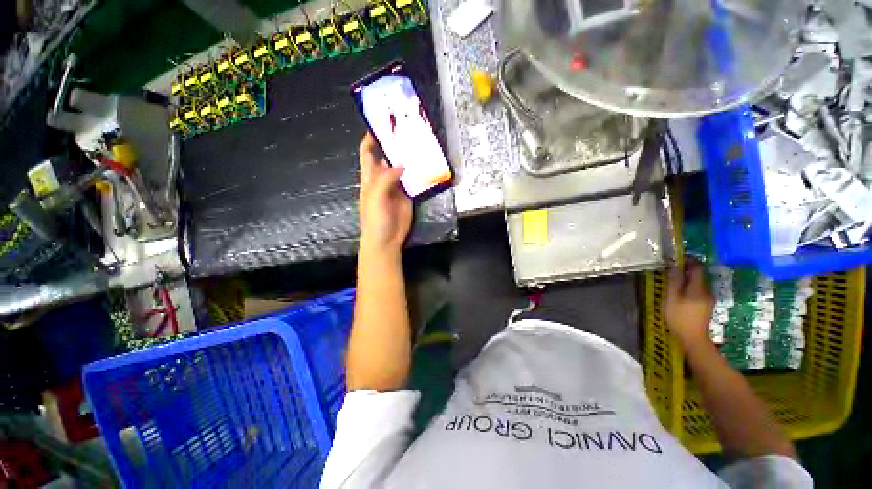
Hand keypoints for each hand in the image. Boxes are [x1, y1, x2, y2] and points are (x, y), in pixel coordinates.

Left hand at [358, 133, 411, 252]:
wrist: (386, 240)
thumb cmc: (375, 219)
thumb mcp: (375, 198)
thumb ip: (386, 180)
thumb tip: (401, 164)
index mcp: (370, 178)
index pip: (367, 153)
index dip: (370, 139)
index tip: (380, 124)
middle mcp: (384, 179)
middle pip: (388, 157)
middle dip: (394, 145)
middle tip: (407, 130)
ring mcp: (397, 187)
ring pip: (403, 168)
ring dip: (409, 158)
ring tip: (420, 144)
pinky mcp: (409, 195)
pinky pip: (414, 181)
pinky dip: (419, 173)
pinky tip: (427, 165)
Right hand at [665, 261, 714, 351]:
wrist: (692, 338)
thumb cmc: (679, 317)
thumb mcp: (672, 298)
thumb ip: (674, 281)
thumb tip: (674, 265)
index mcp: (698, 288)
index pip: (697, 268)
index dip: (689, 260)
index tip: (676, 258)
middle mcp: (707, 291)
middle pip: (699, 274)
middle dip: (688, 269)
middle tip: (672, 268)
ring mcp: (708, 298)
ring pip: (699, 282)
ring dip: (688, 277)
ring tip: (674, 279)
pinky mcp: (706, 305)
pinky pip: (699, 289)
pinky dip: (690, 285)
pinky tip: (680, 291)